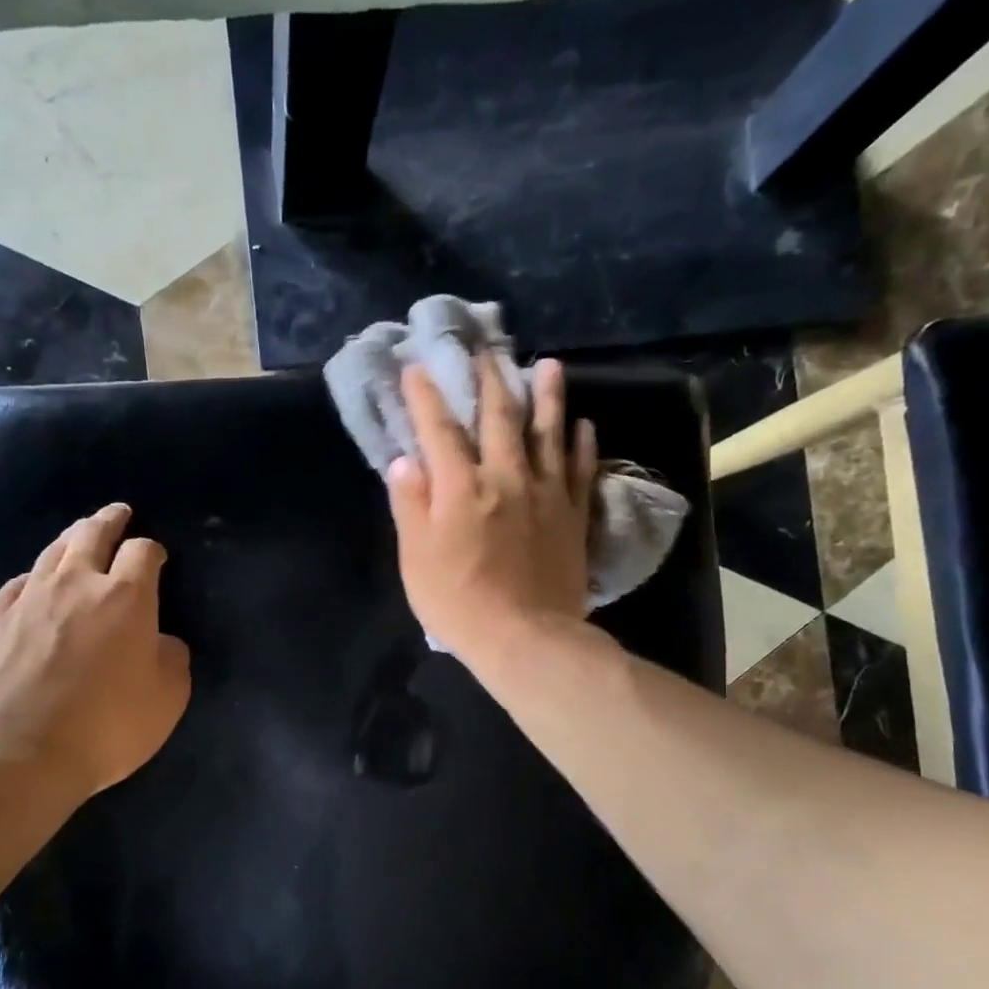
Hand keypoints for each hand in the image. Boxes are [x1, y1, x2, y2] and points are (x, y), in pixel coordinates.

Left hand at [0, 504, 190, 798]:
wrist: (20, 752)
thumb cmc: (107, 726)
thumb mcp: (168, 697)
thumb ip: (171, 658)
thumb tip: (160, 641)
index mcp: (125, 597)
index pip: (143, 551)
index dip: (152, 549)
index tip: (156, 557)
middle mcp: (77, 584)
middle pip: (92, 534)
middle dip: (109, 520)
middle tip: (118, 513)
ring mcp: (30, 599)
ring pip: (53, 551)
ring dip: (72, 537)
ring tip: (80, 534)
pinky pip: (19, 582)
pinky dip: (35, 575)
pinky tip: (35, 580)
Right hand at [385, 356, 596, 664]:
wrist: (526, 637)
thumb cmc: (459, 602)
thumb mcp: (416, 558)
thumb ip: (411, 505)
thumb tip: (405, 461)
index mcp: (462, 487)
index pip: (440, 430)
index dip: (426, 397)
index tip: (417, 368)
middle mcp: (506, 477)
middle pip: (500, 418)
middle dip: (491, 379)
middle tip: (488, 350)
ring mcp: (546, 494)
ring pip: (548, 433)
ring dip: (548, 396)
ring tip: (550, 366)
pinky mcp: (573, 515)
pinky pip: (580, 469)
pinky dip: (581, 443)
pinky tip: (583, 424)